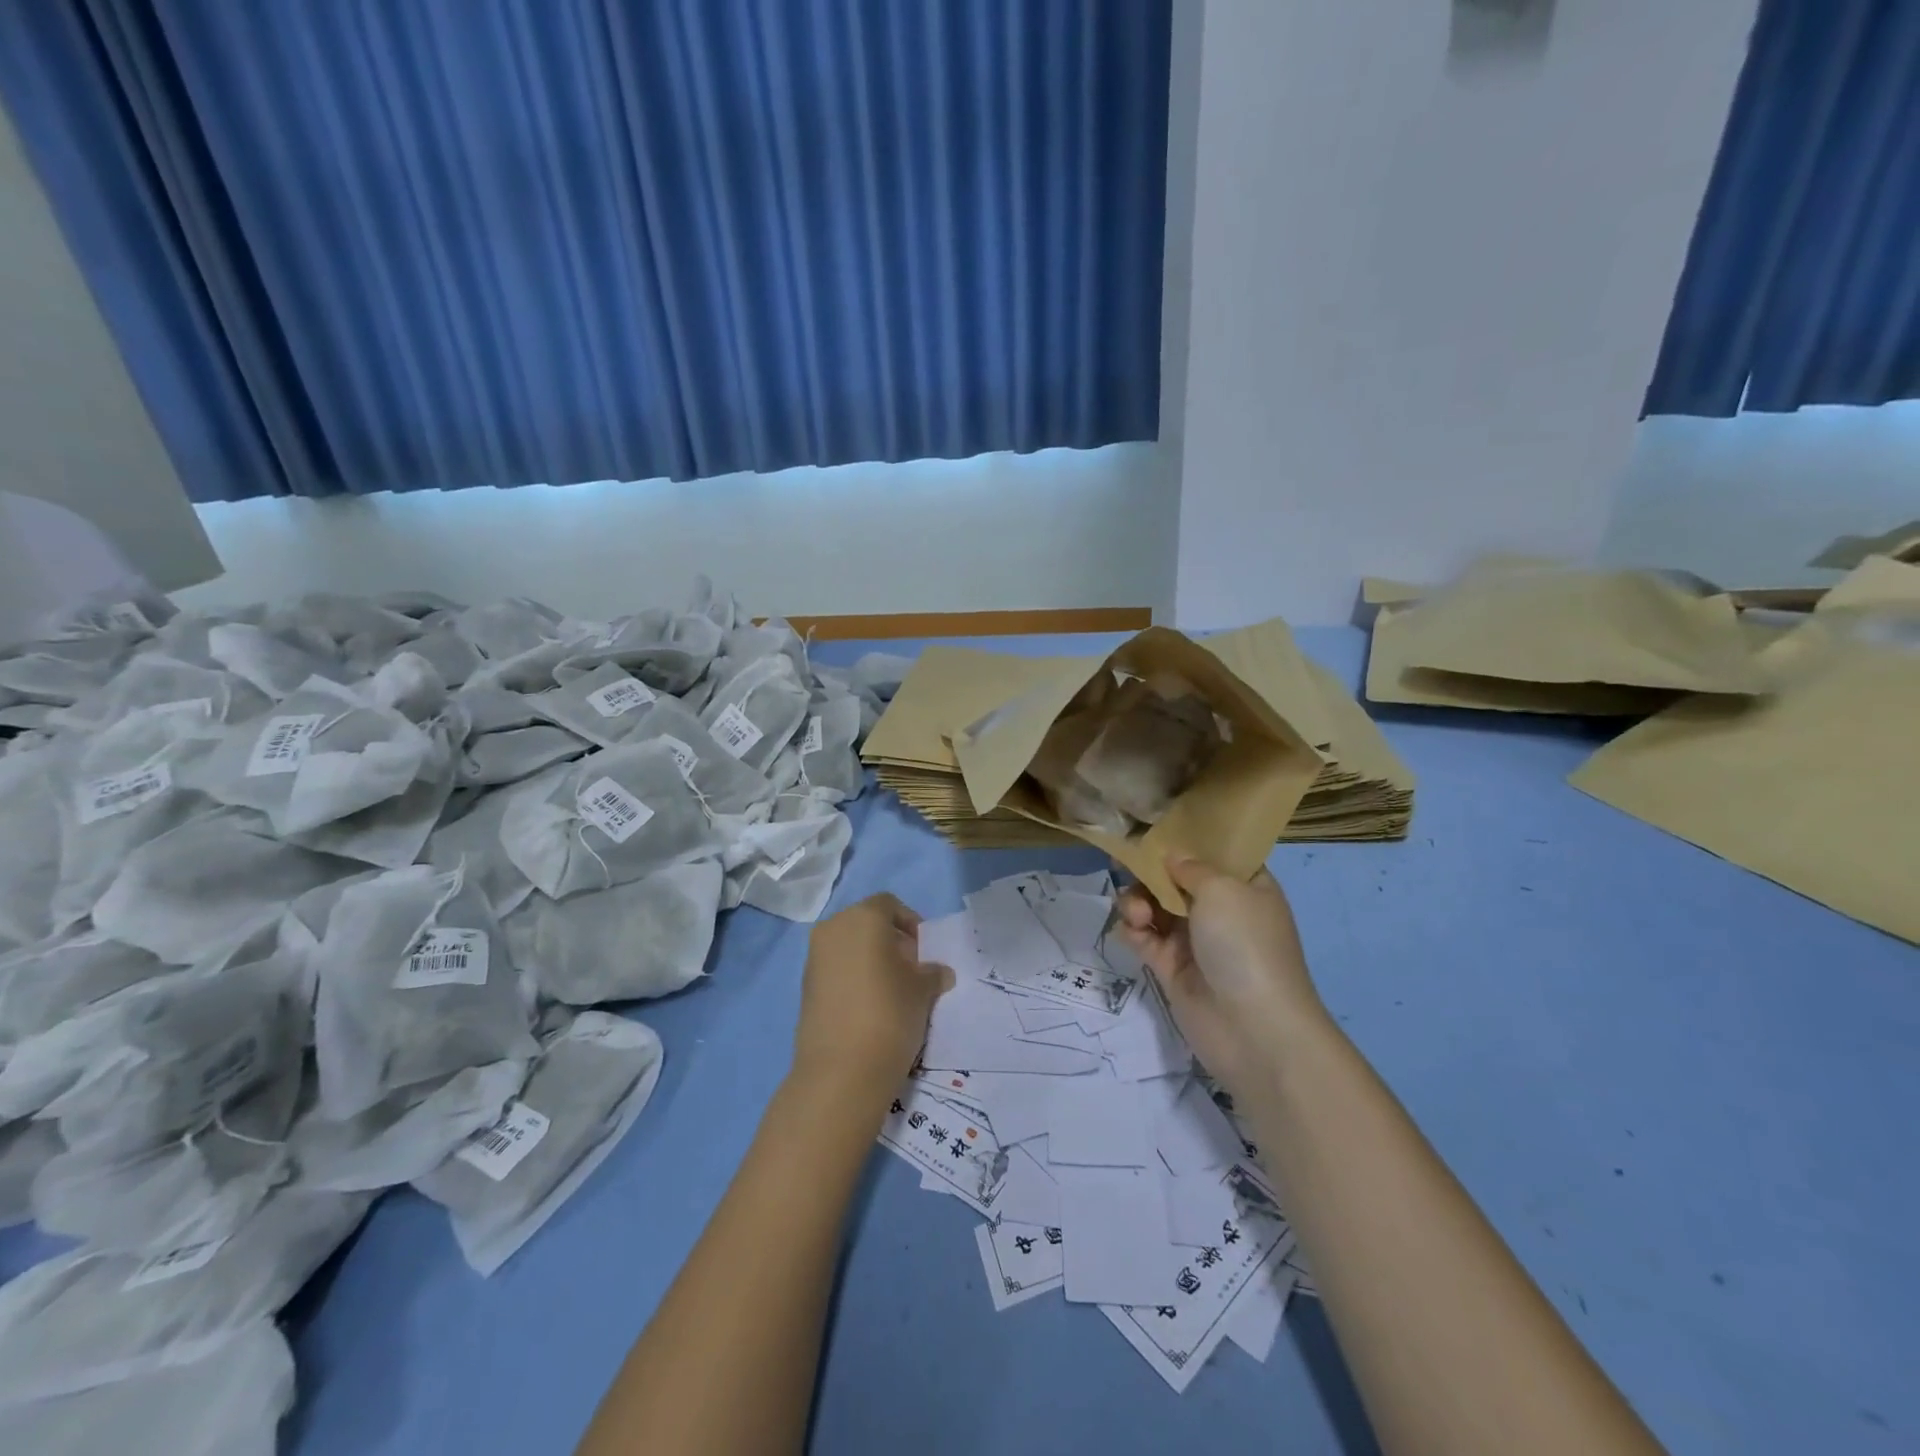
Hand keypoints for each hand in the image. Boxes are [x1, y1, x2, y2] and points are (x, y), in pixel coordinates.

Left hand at [791, 894, 953, 1105]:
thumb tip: (937, 972)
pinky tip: (869, 1008)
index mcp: (863, 917)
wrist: (841, 1071)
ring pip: (849, 947)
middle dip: (890, 941)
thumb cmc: (890, 1014)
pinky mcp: (805, 987)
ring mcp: (814, 958)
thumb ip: (931, 973)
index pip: (890, 905)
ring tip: (892, 992)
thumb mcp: (923, 990)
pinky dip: (853, 978)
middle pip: (867, 923)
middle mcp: (833, 928)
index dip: (910, 923)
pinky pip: (835, 970)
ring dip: (871, 960)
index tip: (924, 951)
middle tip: (911, 971)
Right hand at [1118, 855, 1325, 1088]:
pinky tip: (1134, 930)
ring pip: (1155, 906)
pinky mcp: (1172, 968)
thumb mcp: (1223, 890)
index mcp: (1245, 886)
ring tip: (1138, 914)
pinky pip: (1144, 937)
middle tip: (1125, 863)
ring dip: (1138, 901)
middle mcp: (1221, 910)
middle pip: (1176, 878)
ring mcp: (1195, 940)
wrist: (1253, 1029)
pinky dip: (1133, 930)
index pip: (1215, 854)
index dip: (1186, 839)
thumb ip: (1190, 867)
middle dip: (1151, 871)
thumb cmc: (1245, 945)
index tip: (1153, 828)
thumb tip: (1171, 855)